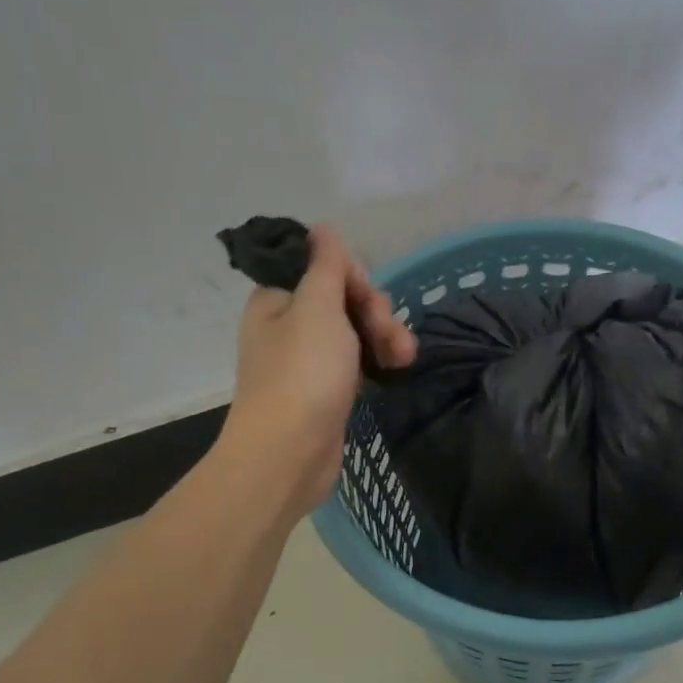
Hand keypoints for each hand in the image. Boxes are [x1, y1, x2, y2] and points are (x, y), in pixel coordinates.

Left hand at [218, 226, 416, 516]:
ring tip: (405, 356)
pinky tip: (399, 368)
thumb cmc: (302, 374)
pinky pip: (357, 361)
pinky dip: (378, 360)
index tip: (367, 298)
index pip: (322, 268)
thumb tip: (322, 227)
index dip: (354, 278)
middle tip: (388, 334)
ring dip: (384, 336)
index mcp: (278, 300)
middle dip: (375, 311)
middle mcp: (289, 325)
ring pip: (355, 331)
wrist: (289, 455)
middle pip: (344, 299)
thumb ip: (326, 265)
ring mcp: (308, 360)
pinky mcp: (327, 390)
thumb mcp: (317, 308)